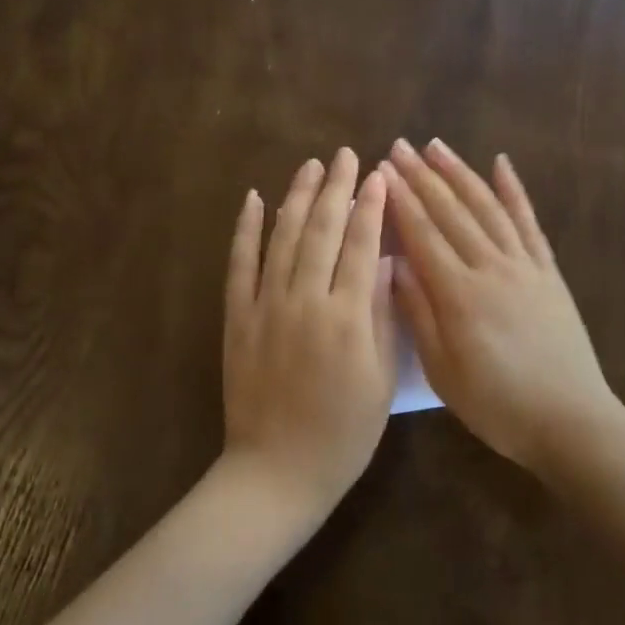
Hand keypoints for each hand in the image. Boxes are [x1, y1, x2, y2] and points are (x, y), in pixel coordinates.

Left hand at [222, 149, 397, 516]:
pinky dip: (246, 229)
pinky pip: (239, 264)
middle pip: (323, 231)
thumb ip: (384, 317)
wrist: (277, 470)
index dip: (372, 206)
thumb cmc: (343, 433)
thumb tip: (388, 264)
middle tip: (346, 155)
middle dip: (338, 188)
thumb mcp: (381, 379)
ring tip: (311, 166)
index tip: (380, 174)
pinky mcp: (236, 318)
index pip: (362, 246)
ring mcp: (265, 306)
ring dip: (297, 197)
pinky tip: (254, 199)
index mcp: (347, 318)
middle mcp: (305, 301)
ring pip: (283, 237)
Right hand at [382, 139, 624, 472]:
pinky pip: (529, 223)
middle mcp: (491, 267)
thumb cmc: (497, 405)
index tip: (380, 170)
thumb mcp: (444, 372)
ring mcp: (524, 265)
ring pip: (487, 207)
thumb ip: (418, 314)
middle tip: (399, 146)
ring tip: (436, 146)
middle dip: (422, 176)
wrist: (571, 421)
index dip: (399, 200)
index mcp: (459, 294)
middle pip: (451, 212)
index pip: (422, 234)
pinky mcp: (548, 271)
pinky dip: (514, 191)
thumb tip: (394, 264)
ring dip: (460, 173)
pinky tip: (502, 164)